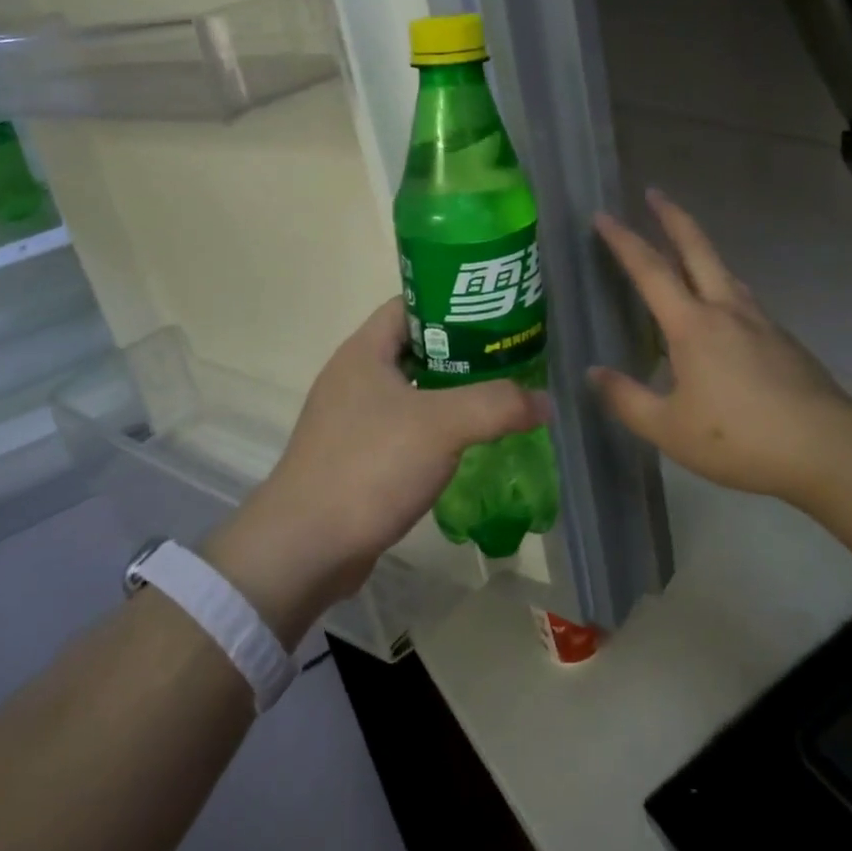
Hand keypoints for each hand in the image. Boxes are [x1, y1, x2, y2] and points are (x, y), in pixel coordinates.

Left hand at [203, 299, 548, 644]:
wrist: (305, 548)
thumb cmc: (369, 465)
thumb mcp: (442, 425)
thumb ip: (498, 405)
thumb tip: (546, 402)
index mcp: (364, 351)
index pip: (413, 304)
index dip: (454, 302)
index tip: (497, 313)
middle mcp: (355, 376)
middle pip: (417, 347)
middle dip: (463, 351)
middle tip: (510, 356)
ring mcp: (352, 418)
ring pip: (413, 390)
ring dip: (452, 392)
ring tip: (499, 395)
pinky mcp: (357, 456)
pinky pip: (406, 427)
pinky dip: (437, 427)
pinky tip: (468, 442)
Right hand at [588, 189, 851, 505]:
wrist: (826, 446)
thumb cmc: (740, 438)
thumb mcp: (669, 429)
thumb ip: (626, 400)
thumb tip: (593, 373)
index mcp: (692, 325)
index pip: (650, 270)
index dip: (623, 241)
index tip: (603, 215)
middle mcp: (726, 309)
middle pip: (697, 249)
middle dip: (672, 217)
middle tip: (654, 193)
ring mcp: (759, 321)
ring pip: (724, 271)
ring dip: (700, 249)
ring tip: (686, 249)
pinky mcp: (782, 339)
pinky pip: (742, 298)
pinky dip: (722, 286)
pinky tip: (722, 311)